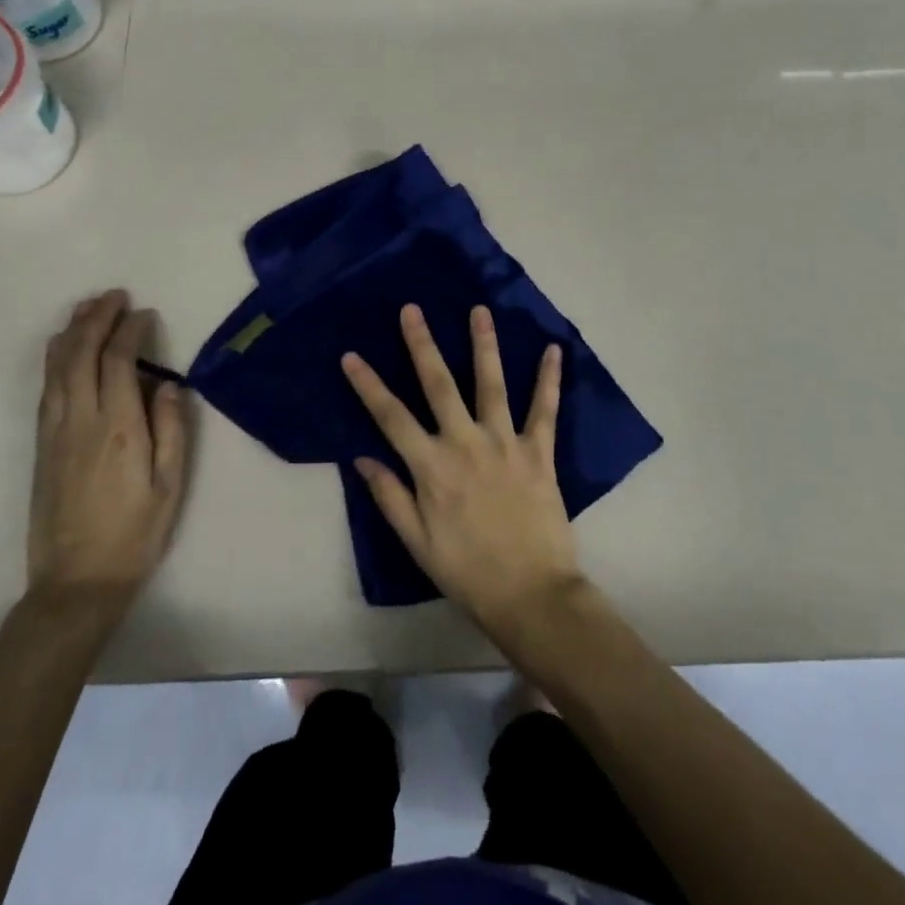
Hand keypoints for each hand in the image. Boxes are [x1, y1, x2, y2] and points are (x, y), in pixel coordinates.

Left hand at [29, 291, 188, 614]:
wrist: (76, 582)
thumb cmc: (134, 534)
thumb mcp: (170, 485)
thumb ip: (172, 429)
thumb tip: (170, 385)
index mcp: (119, 428)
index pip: (120, 362)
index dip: (131, 331)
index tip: (145, 314)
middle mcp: (81, 420)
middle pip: (81, 354)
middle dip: (96, 318)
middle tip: (114, 295)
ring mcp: (55, 431)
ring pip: (57, 367)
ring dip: (71, 331)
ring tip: (87, 307)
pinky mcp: (41, 445)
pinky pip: (46, 388)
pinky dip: (55, 358)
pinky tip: (61, 347)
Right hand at [342, 304, 583, 634]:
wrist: (531, 595)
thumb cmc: (467, 572)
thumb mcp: (417, 542)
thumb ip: (390, 496)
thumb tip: (361, 457)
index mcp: (431, 467)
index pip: (390, 416)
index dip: (368, 385)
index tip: (351, 355)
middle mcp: (464, 443)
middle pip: (439, 385)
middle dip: (422, 344)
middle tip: (412, 309)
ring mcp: (504, 443)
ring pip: (491, 384)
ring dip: (484, 344)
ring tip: (479, 310)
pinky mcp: (538, 452)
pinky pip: (545, 409)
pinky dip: (549, 380)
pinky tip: (553, 350)